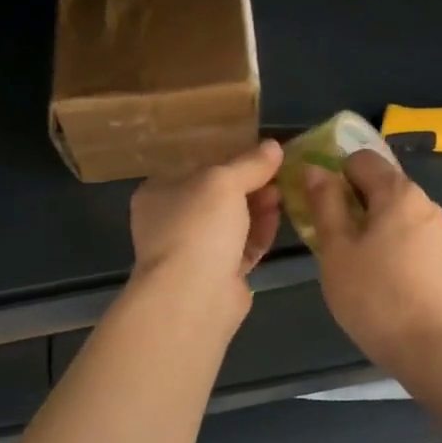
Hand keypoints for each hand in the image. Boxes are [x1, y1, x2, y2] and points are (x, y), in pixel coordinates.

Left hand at [129, 140, 283, 318]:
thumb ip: (250, 163)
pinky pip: (242, 247)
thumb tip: (273, 146)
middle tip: (277, 173)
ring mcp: (193, 250)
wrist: (193, 296)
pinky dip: (259, 232)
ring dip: (257, 207)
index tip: (261, 153)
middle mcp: (172, 221)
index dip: (229, 159)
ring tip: (282, 194)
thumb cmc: (198, 226)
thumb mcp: (224, 182)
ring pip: (231, 222)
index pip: (196, 167)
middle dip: (249, 184)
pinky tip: (279, 218)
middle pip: (217, 196)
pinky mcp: (217, 274)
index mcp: (159, 193)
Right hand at [304, 150, 441, 365]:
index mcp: (398, 192)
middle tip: (325, 229)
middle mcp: (422, 201)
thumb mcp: (336, 247)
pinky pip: (403, 228)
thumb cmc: (373, 294)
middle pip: (378, 181)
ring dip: (365, 219)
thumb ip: (324, 203)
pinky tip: (370, 267)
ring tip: (345, 252)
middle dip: (348, 197)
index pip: (360, 158)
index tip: (316, 201)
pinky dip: (383, 236)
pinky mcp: (438, 253)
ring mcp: (435, 228)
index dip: (333, 173)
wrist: (426, 346)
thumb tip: (315, 169)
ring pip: (390, 207)